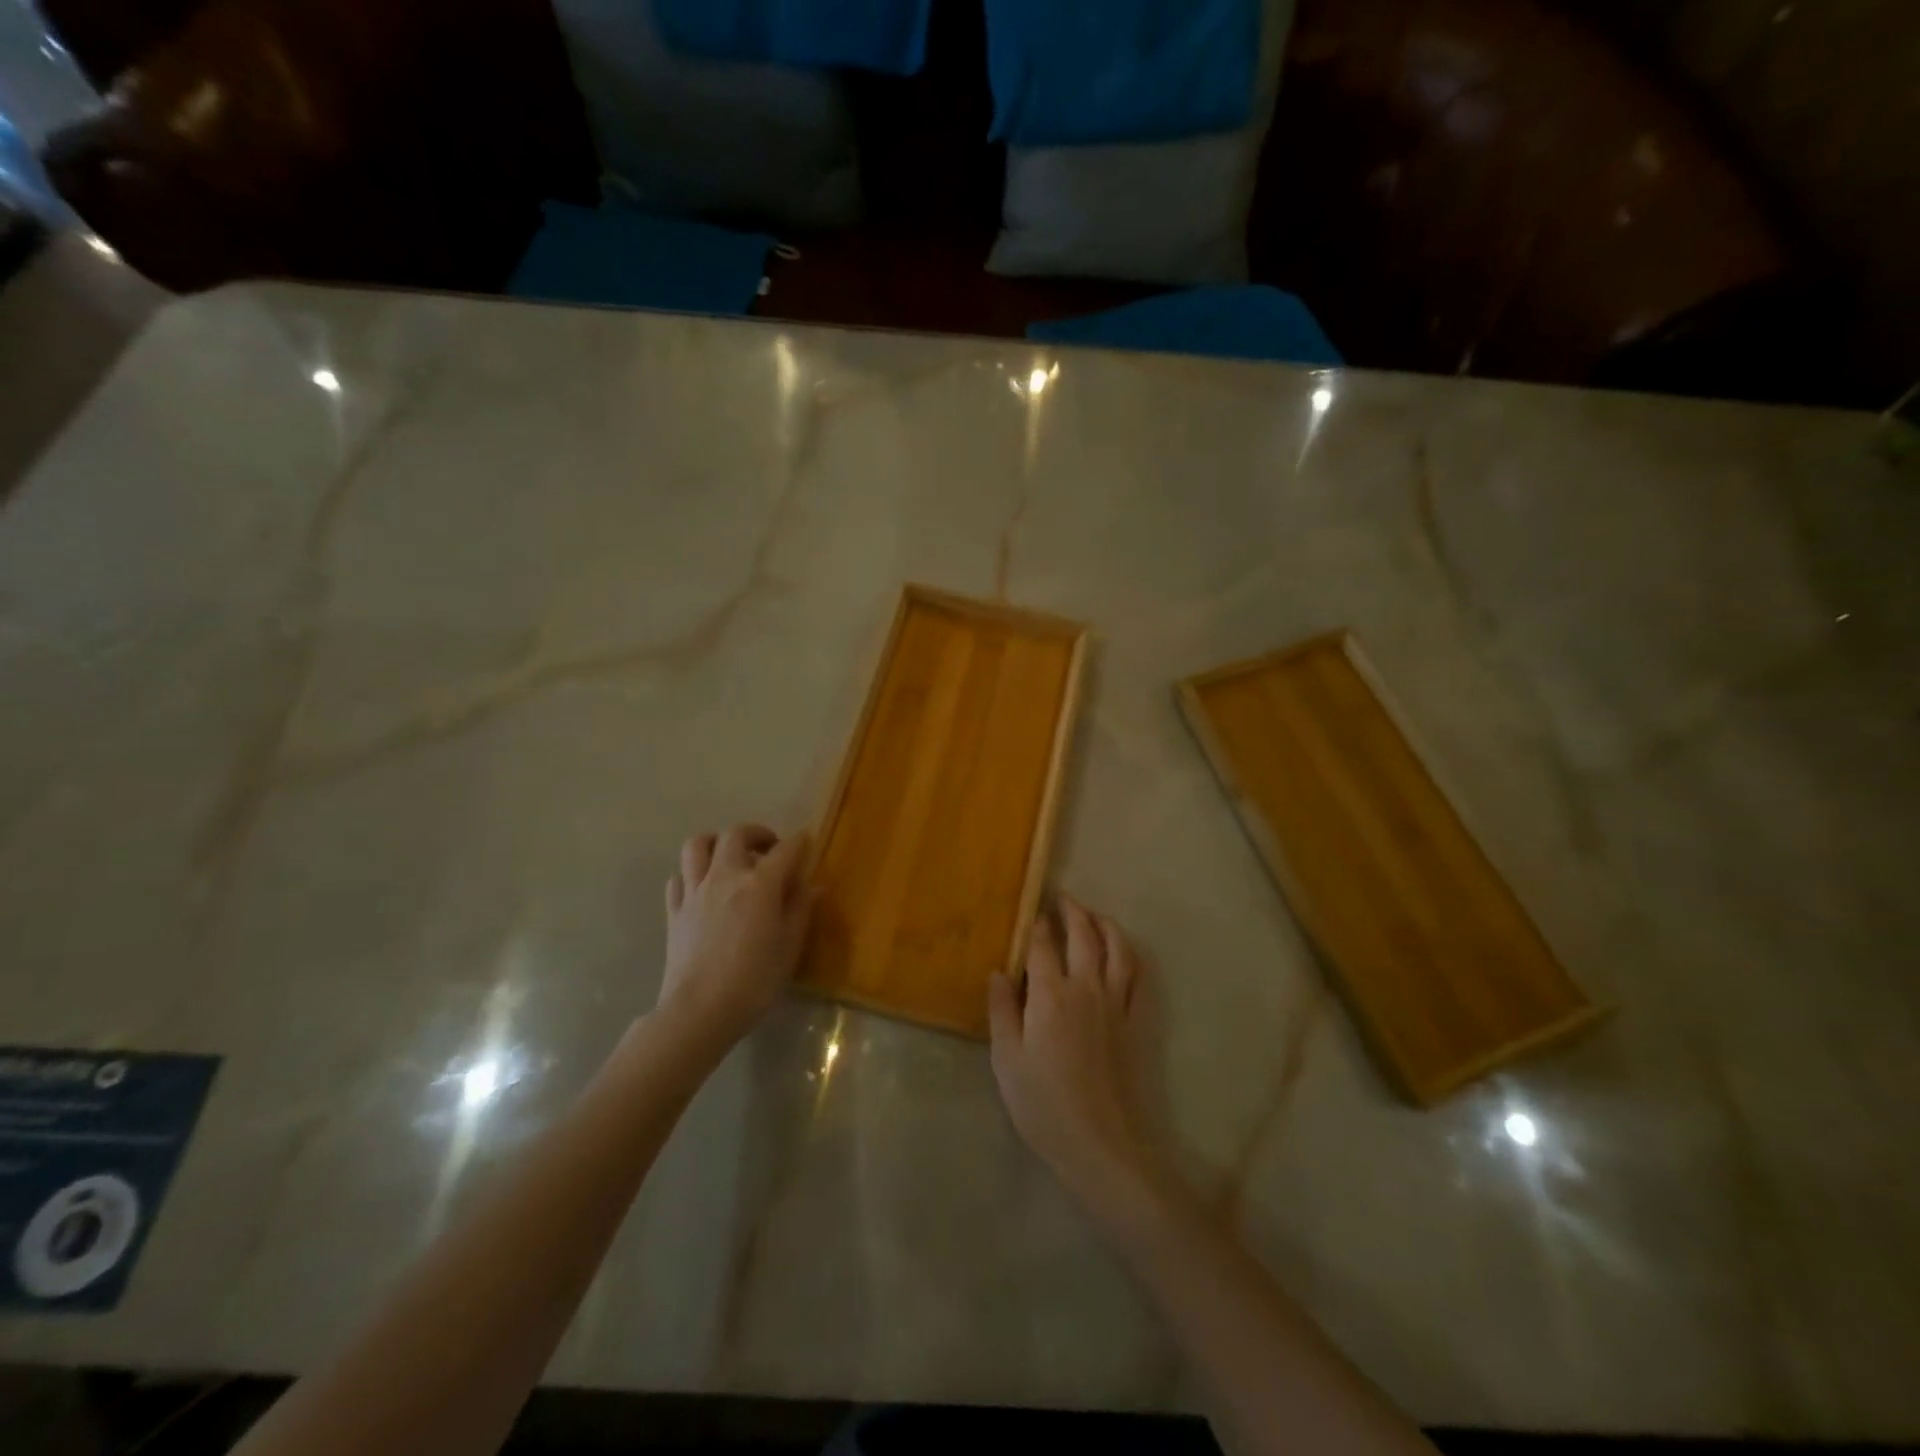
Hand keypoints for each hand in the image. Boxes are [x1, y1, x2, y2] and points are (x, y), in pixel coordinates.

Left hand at [659, 825, 814, 1045]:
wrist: (699, 1011)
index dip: (799, 842)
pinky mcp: (674, 911)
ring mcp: (695, 891)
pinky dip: (692, 874)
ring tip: (730, 856)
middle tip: (769, 848)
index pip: (785, 850)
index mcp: (760, 884)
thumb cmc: (754, 981)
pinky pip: (679, 878)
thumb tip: (814, 886)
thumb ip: (801, 910)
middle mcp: (725, 876)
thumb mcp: (789, 947)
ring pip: (697, 845)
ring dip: (716, 842)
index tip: (807, 841)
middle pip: (736, 834)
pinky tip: (703, 888)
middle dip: (756, 833)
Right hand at [989, 896, 1163, 1215]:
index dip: (1037, 925)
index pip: (1043, 946)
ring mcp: (1115, 1004)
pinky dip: (1130, 956)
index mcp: (1050, 995)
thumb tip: (999, 971)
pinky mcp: (1134, 1023)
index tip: (1033, 911)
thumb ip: (1002, 1010)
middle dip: (1073, 913)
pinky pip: (1137, 978)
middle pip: (1083, 937)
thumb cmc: (1043, 1103)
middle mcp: (1086, 988)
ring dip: (1105, 925)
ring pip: (1116, 950)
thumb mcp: (1007, 1059)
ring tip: (1094, 916)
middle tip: (1063, 899)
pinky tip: (1124, 954)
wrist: (1100, 1143)